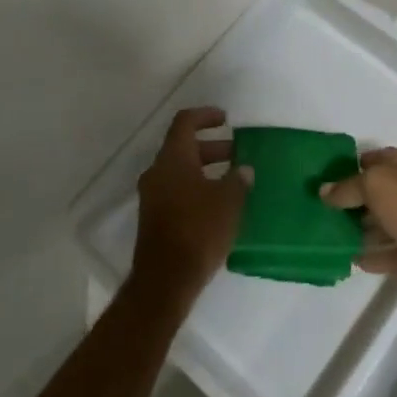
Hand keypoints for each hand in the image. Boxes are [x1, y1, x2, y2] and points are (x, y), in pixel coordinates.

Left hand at [130, 107, 252, 308]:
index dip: (205, 115)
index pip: (185, 122)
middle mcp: (158, 172)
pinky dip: (196, 188)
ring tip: (233, 180)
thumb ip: (238, 180)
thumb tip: (243, 169)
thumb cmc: (198, 230)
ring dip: (205, 170)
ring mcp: (153, 196)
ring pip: (180, 171)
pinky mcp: (154, 219)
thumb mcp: (228, 201)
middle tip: (237, 154)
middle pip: (183, 147)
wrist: (165, 281)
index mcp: (173, 158)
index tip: (225, 119)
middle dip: (212, 147)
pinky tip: (219, 205)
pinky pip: (177, 191)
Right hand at [319, 147, 396, 307]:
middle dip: (350, 200)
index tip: (323, 178)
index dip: (350, 167)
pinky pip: (384, 253)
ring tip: (325, 234)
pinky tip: (344, 256)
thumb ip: (348, 187)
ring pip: (378, 223)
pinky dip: (367, 255)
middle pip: (375, 193)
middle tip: (318, 208)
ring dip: (356, 228)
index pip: (373, 159)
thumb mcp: (376, 185)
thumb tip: (324, 191)